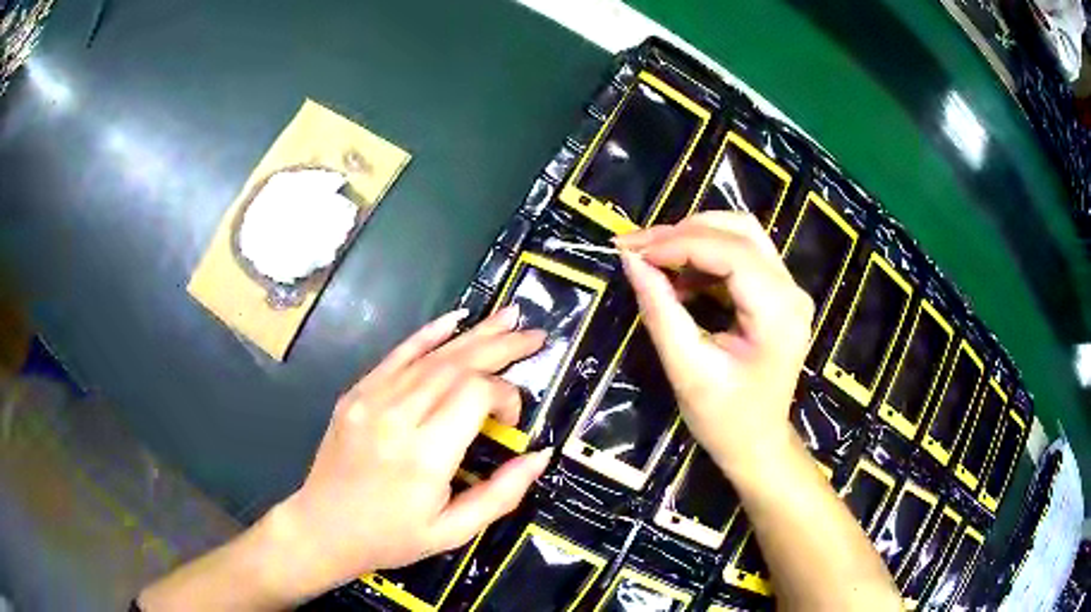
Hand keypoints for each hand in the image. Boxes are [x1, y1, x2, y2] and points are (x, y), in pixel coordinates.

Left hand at [268, 307, 549, 599]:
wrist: (323, 528)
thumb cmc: (391, 538)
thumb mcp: (454, 531)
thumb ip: (501, 494)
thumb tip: (540, 454)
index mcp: (425, 456)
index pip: (475, 395)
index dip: (506, 396)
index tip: (512, 421)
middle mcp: (397, 417)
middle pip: (456, 365)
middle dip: (501, 346)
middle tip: (535, 334)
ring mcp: (371, 400)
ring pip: (430, 356)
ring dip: (473, 335)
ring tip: (509, 318)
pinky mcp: (356, 394)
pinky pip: (396, 356)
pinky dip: (426, 335)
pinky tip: (454, 319)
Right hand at [615, 212, 813, 473]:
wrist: (758, 445)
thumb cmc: (725, 419)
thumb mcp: (686, 369)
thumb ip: (660, 310)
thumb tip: (632, 261)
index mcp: (778, 312)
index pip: (730, 251)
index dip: (678, 243)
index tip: (633, 251)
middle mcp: (791, 290)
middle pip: (740, 230)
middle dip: (684, 232)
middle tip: (639, 249)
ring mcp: (788, 290)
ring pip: (741, 235)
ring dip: (694, 239)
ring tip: (654, 259)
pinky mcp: (778, 294)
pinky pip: (741, 256)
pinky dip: (705, 257)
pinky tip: (678, 276)